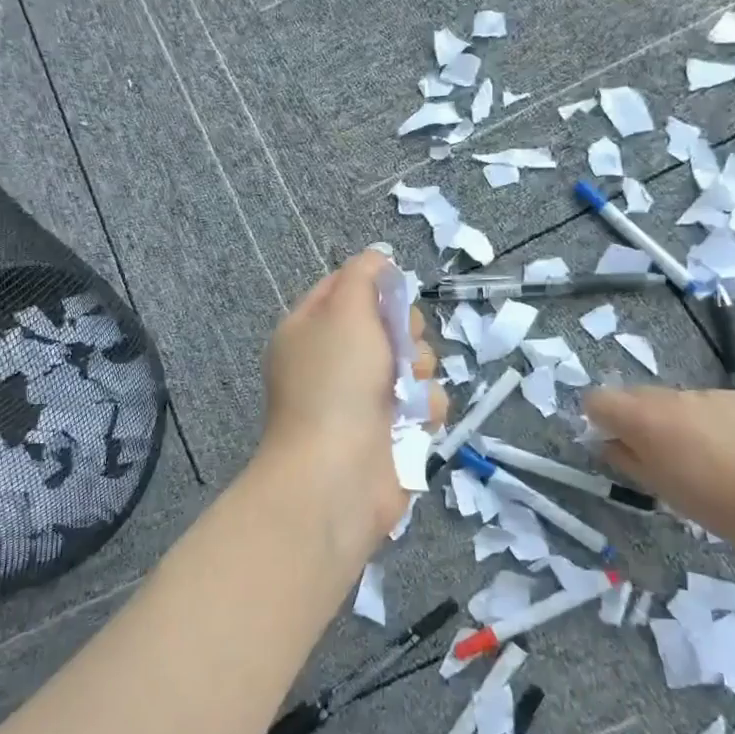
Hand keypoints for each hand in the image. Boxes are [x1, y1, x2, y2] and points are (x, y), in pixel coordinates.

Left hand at [258, 251, 446, 554]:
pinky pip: (424, 403)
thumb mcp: (344, 311)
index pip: (344, 289)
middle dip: (405, 332)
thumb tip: (377, 258)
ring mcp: (362, 399)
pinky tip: (415, 419)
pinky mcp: (392, 432)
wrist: (337, 475)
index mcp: (309, 331)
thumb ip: (362, 276)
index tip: (393, 292)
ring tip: (407, 389)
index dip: (374, 286)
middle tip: (400, 346)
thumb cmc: (335, 383)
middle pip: (387, 325)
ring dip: (420, 370)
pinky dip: (425, 408)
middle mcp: (334, 362)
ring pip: (414, 363)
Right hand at [582, 386, 734, 564]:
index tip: (613, 443)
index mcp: (645, 418)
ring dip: (675, 422)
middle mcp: (673, 396)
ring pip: (675, 402)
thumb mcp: (663, 491)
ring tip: (705, 460)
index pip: (597, 399)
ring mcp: (711, 393)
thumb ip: (627, 459)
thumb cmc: (723, 508)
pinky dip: (710, 423)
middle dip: (636, 420)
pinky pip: (709, 405)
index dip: (599, 419)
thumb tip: (608, 441)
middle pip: (635, 396)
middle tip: (658, 457)